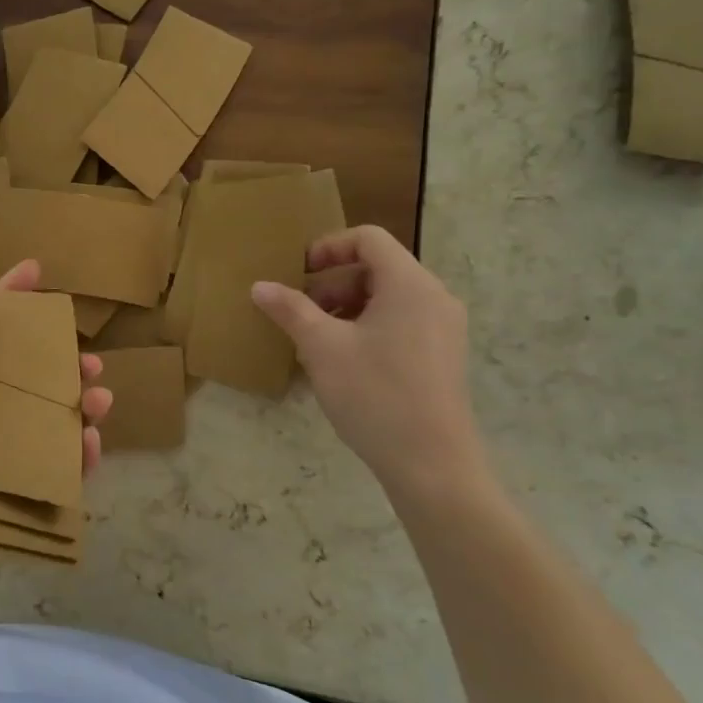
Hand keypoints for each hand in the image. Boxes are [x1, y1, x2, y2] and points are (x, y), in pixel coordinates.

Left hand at [0, 261, 111, 586]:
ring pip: (52, 420)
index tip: (37, 270)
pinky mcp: (16, 486)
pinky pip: (56, 467)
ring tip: (101, 401)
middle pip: (33, 378)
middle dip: (66, 366)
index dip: (13, 298)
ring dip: (81, 408)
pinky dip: (78, 456)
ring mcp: (2, 449)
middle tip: (91, 362)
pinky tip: (92, 444)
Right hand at [251, 225, 484, 500]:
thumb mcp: (321, 348)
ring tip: (313, 340)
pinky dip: (365, 328)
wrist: (431, 463)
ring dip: (345, 307)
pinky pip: (399, 323)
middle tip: (298, 313)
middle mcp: (434, 298)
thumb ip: (290, 310)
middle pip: (377, 268)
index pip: (368, 239)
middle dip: (331, 284)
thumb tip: (260, 286)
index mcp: (410, 285)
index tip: (296, 273)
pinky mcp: (441, 356)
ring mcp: (443, 329)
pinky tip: (340, 362)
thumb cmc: (374, 394)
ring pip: (386, 298)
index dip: (328, 247)